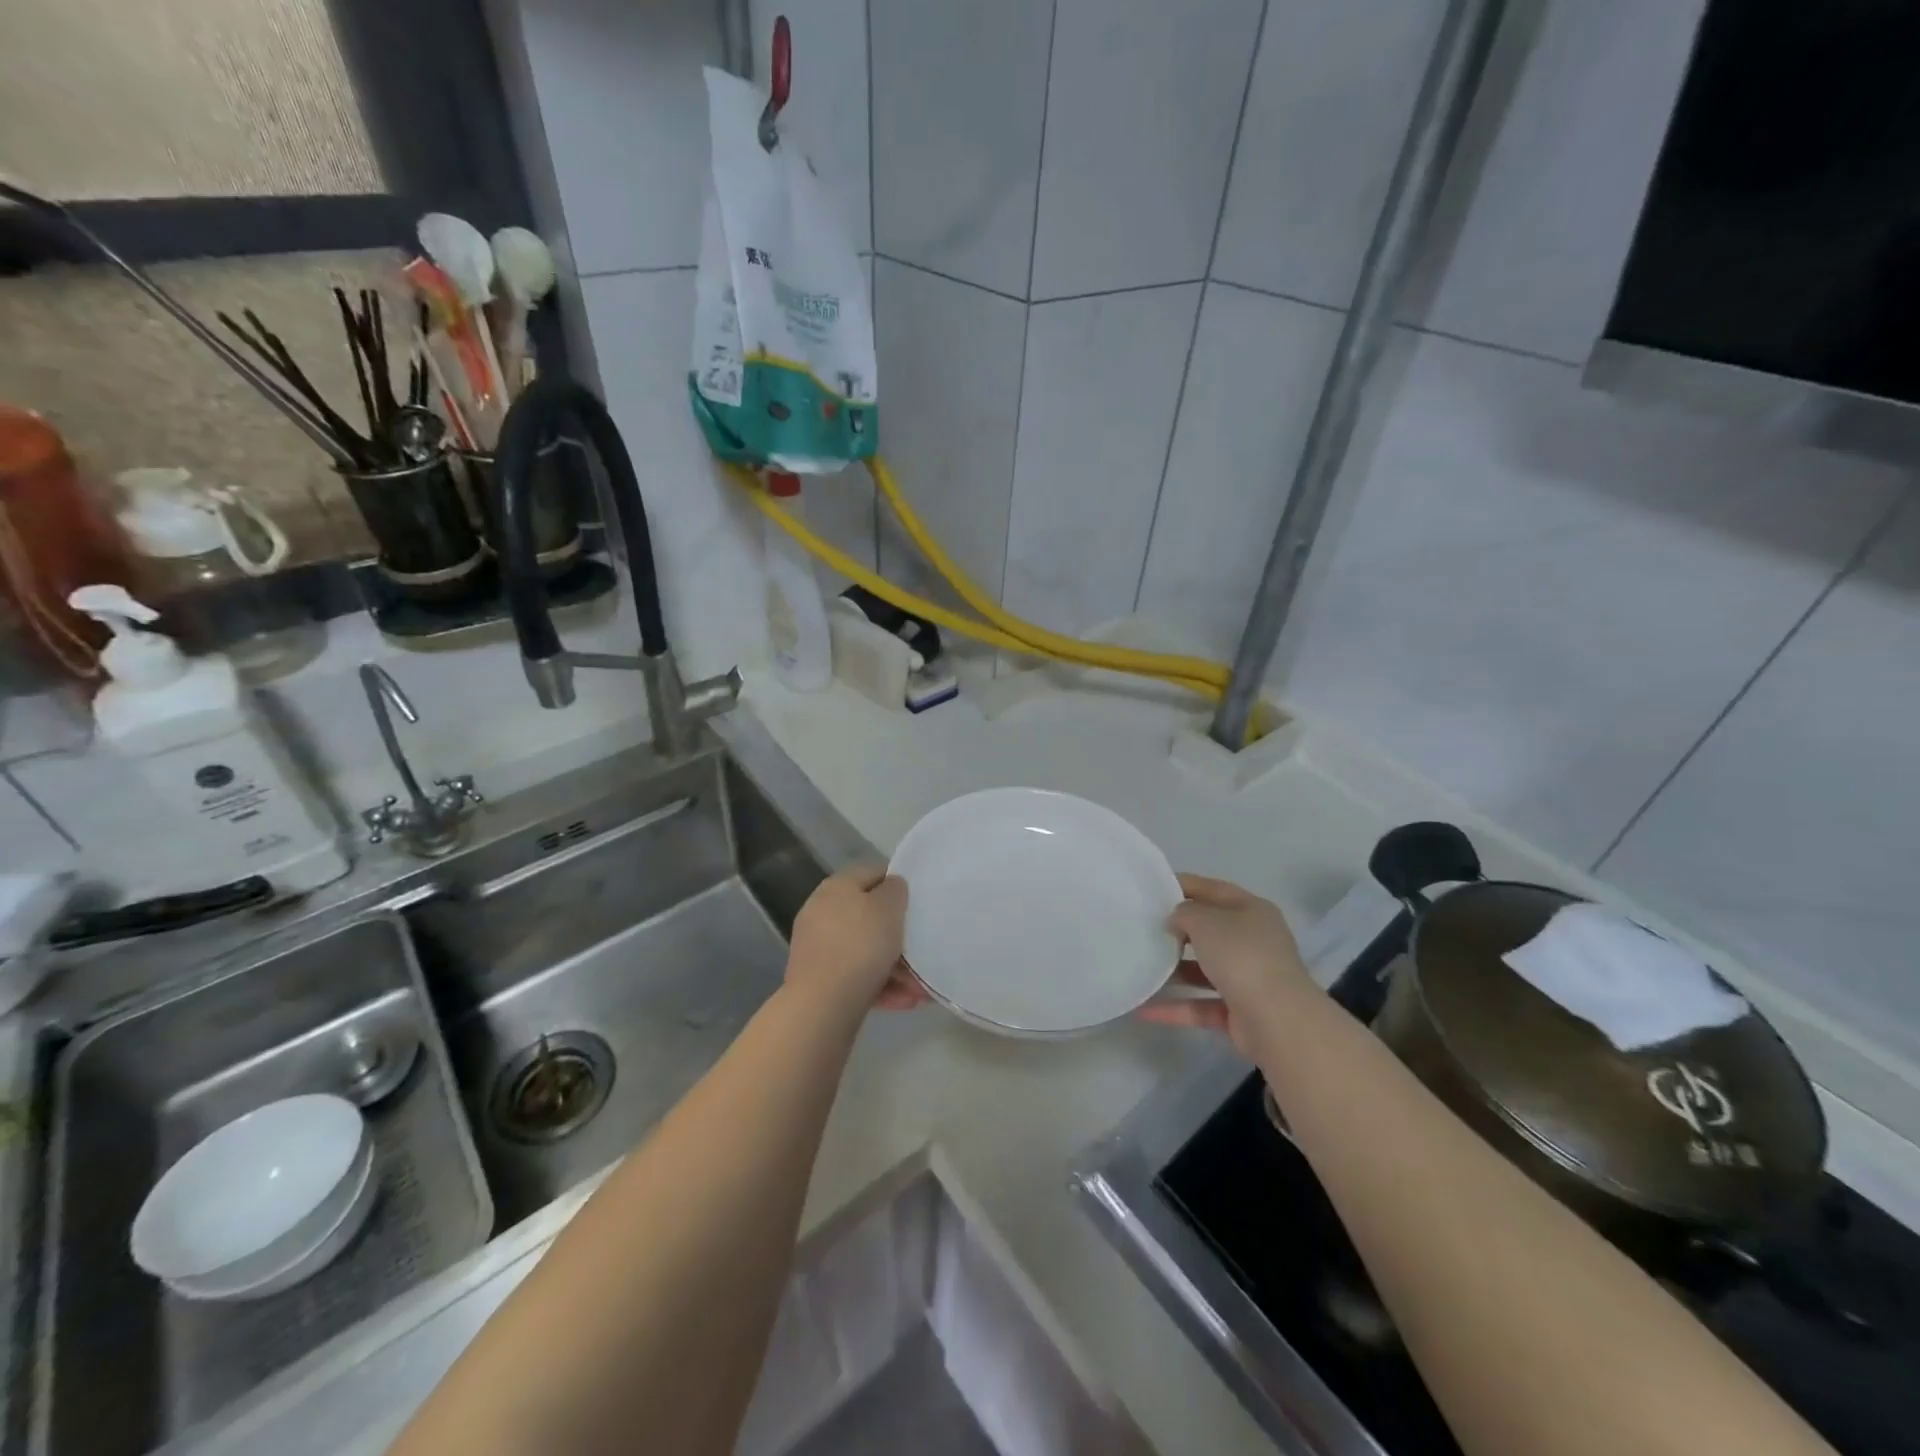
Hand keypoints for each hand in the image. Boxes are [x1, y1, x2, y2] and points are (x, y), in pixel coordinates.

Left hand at [785, 865, 923, 1016]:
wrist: (822, 1004)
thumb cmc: (861, 944)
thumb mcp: (889, 907)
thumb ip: (895, 890)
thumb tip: (891, 887)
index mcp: (836, 887)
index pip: (872, 873)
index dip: (898, 883)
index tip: (919, 902)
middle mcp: (822, 912)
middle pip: (869, 916)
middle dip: (898, 935)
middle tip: (921, 948)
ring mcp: (818, 948)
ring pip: (865, 950)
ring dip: (895, 966)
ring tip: (919, 988)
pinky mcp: (819, 980)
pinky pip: (857, 976)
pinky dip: (880, 985)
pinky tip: (905, 1001)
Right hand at [1140, 874, 1314, 1054]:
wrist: (1277, 1020)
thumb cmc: (1241, 956)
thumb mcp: (1205, 921)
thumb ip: (1184, 913)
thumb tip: (1176, 921)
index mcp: (1252, 911)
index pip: (1213, 889)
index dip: (1184, 885)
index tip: (1152, 888)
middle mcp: (1254, 941)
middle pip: (1211, 930)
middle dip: (1179, 929)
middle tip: (1144, 926)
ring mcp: (1249, 978)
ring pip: (1205, 969)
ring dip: (1175, 970)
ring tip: (1141, 965)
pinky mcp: (1240, 1012)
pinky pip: (1201, 1004)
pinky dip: (1176, 1007)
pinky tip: (1145, 1009)